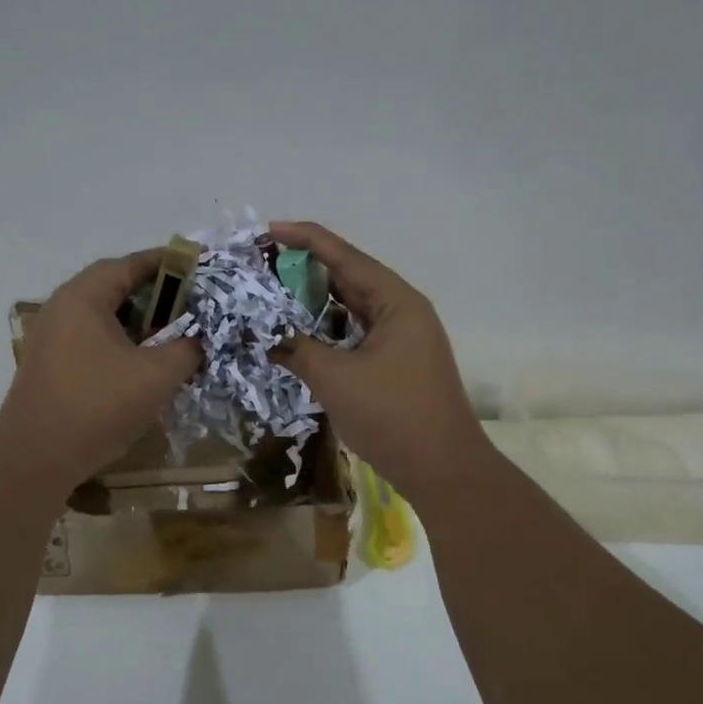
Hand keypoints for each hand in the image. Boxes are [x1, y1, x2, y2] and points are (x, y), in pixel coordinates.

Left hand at [0, 249, 201, 491]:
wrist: (36, 457)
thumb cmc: (97, 405)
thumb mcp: (156, 375)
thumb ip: (186, 348)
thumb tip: (200, 339)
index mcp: (83, 297)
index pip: (130, 264)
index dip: (168, 263)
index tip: (199, 266)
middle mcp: (62, 308)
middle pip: (115, 288)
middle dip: (157, 294)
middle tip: (192, 303)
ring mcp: (52, 338)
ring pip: (104, 317)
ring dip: (140, 322)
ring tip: (174, 334)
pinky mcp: (51, 365)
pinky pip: (93, 340)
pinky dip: (122, 343)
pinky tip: (144, 364)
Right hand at [270, 221, 492, 502]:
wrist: (444, 471)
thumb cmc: (393, 417)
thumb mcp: (336, 379)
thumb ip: (296, 349)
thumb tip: (261, 334)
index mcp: (396, 301)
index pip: (343, 255)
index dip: (302, 239)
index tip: (263, 232)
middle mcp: (401, 310)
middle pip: (347, 276)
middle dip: (302, 269)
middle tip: (258, 265)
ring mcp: (400, 337)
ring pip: (349, 307)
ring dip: (312, 301)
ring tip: (269, 294)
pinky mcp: (394, 362)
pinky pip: (353, 333)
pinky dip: (325, 329)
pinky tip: (296, 332)